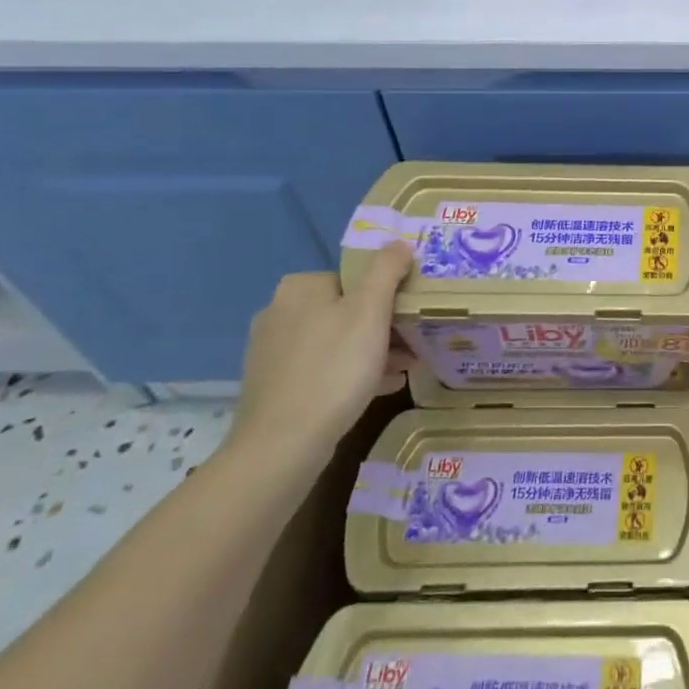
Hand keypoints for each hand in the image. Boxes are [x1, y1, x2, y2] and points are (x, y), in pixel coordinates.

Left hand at [226, 243, 414, 468]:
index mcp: (299, 288)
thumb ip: (386, 270)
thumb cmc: (334, 367)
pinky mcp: (274, 385)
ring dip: (373, 350)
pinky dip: (352, 373)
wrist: (283, 444)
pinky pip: (324, 368)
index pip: (355, 277)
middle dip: (384, 325)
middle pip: (347, 309)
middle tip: (415, 342)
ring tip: (407, 367)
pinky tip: (381, 387)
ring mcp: (272, 352)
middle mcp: (279, 313)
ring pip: (337, 340)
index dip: (388, 293)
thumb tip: (398, 243)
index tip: (412, 314)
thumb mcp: (370, 310)